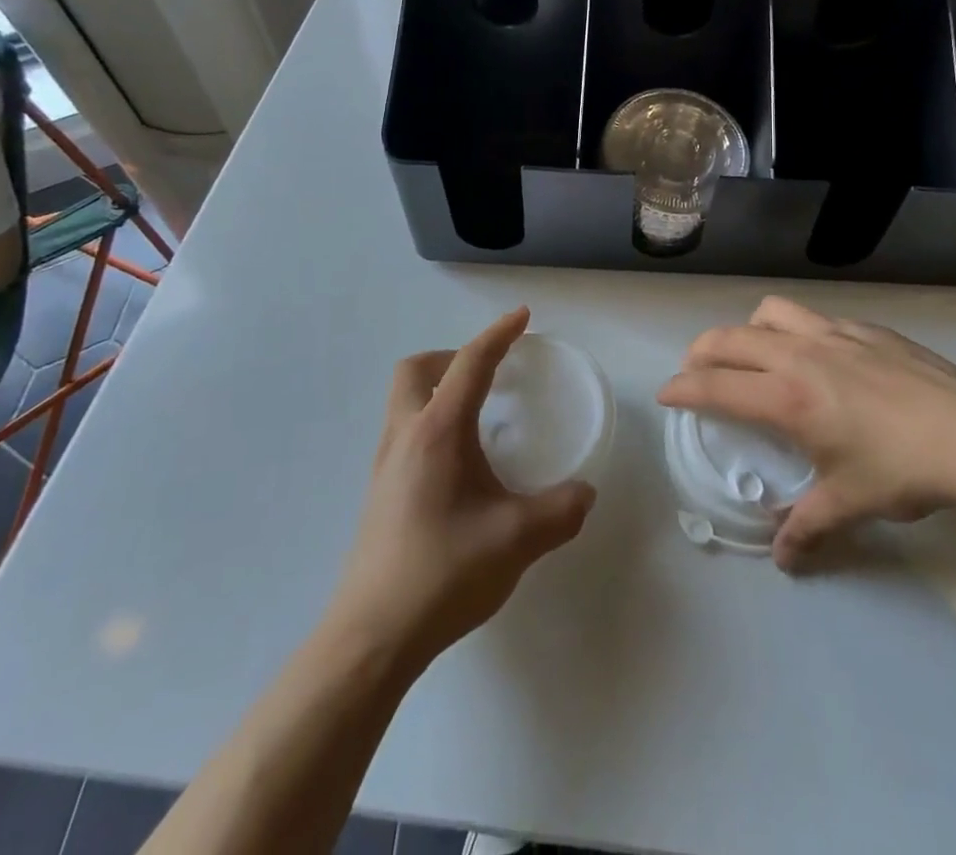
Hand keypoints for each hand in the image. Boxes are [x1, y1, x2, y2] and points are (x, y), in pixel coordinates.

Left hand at [329, 307, 595, 669]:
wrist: (371, 638)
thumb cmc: (443, 574)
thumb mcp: (516, 540)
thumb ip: (560, 511)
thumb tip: (585, 493)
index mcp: (438, 432)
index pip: (470, 364)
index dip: (498, 334)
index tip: (522, 316)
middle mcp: (405, 437)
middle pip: (416, 370)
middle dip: (454, 357)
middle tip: (490, 373)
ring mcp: (386, 466)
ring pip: (405, 401)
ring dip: (439, 390)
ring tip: (479, 416)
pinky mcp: (380, 493)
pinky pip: (405, 432)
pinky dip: (432, 422)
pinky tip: (459, 465)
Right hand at [660, 296, 955, 568]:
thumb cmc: (903, 470)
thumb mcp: (850, 503)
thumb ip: (807, 527)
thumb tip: (783, 560)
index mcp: (787, 398)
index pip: (716, 386)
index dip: (682, 388)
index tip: (665, 394)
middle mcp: (800, 355)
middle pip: (730, 338)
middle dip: (701, 352)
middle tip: (696, 371)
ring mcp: (833, 334)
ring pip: (770, 313)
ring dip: (748, 329)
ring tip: (755, 354)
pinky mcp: (864, 328)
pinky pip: (813, 317)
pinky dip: (796, 330)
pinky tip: (819, 357)